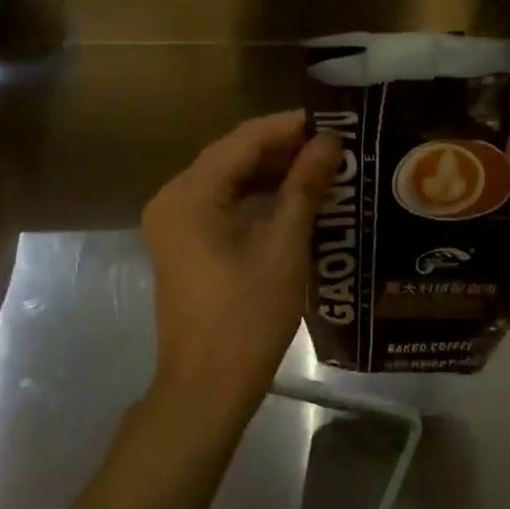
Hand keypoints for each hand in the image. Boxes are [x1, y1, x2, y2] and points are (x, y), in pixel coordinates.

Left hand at [141, 111, 341, 417]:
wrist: (206, 387)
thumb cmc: (248, 316)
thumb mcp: (285, 246)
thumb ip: (305, 186)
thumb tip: (330, 142)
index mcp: (191, 193)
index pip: (245, 139)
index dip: (291, 127)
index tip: (336, 121)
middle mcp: (173, 197)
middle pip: (233, 155)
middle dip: (283, 148)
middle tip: (336, 146)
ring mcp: (173, 222)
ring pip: (228, 179)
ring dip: (272, 172)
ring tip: (323, 168)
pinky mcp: (182, 243)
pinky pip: (221, 203)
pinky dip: (256, 197)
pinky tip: (294, 199)